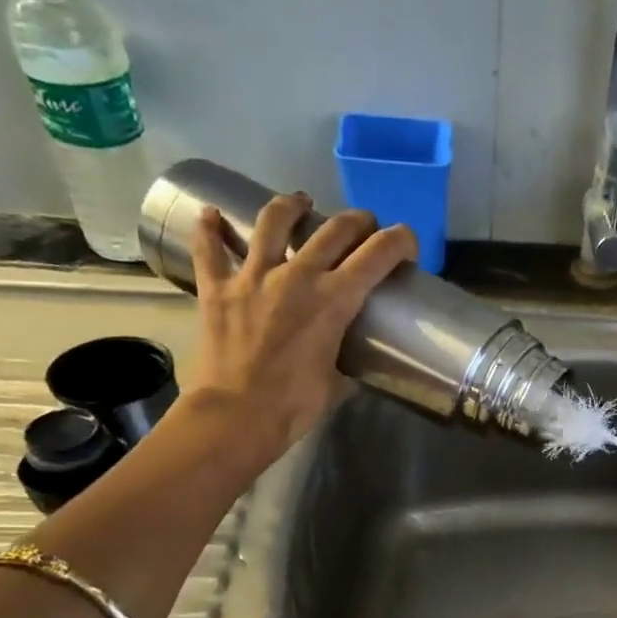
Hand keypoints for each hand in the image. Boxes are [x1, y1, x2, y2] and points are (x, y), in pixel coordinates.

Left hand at [179, 196, 413, 476]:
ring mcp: (253, 276)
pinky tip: (210, 215)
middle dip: (357, 221)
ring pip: (273, 222)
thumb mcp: (337, 382)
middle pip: (334, 230)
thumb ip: (344, 361)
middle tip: (364, 225)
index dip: (399, 241)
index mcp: (335, 300)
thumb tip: (347, 361)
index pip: (378, 254)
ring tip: (299, 201)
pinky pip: (210, 248)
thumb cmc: (295, 405)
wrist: (237, 415)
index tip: (407, 242)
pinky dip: (210, 229)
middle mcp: (297, 275)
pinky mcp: (217, 287)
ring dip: (291, 206)